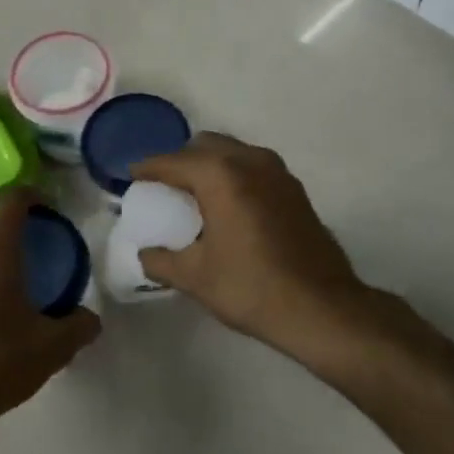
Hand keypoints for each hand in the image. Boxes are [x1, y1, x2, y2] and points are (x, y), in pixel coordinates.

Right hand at [131, 133, 383, 363]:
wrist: (321, 307)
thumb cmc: (251, 287)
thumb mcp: (196, 277)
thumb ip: (162, 261)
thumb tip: (145, 254)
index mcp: (221, 175)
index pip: (174, 161)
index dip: (149, 168)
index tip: (132, 175)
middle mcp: (250, 161)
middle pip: (205, 146)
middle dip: (181, 160)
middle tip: (164, 186)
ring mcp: (278, 173)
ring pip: (234, 152)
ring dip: (211, 165)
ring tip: (195, 195)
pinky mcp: (295, 189)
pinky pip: (254, 168)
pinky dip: (235, 176)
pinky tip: (229, 206)